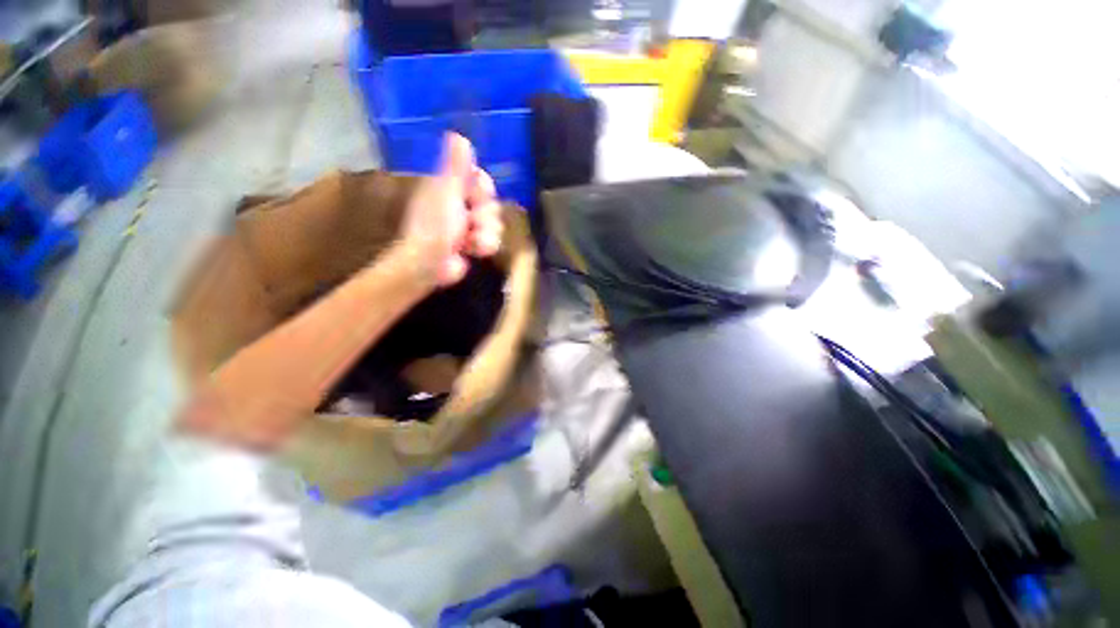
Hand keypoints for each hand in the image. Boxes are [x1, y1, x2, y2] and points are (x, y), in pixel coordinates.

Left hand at [400, 132, 503, 286]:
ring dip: (487, 232)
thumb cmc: (435, 225)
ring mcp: (468, 225)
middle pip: (491, 202)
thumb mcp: (447, 191)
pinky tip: (474, 250)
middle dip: (486, 213)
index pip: (479, 178)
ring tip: (472, 240)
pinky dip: (485, 245)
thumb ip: (455, 167)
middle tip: (473, 219)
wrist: (430, 263)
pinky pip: (492, 239)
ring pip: (495, 222)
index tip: (479, 193)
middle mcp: (460, 203)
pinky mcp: (474, 244)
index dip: (483, 186)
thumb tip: (459, 135)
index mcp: (450, 187)